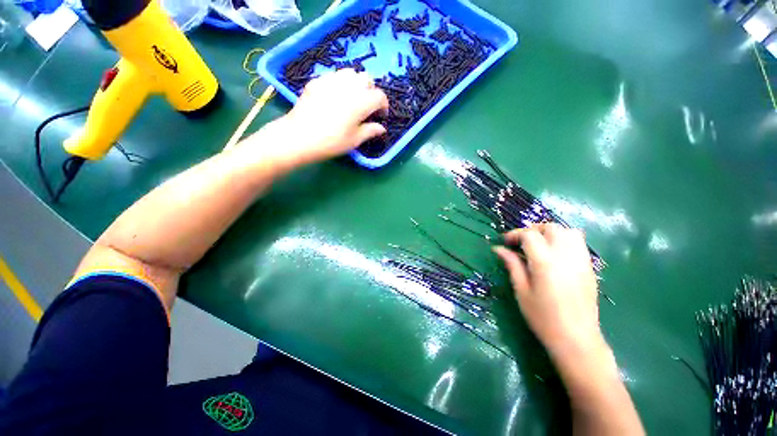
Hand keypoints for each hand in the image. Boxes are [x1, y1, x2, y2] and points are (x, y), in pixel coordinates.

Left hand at [244, 69, 388, 169]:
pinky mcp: (317, 81)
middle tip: (367, 106)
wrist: (299, 137)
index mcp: (361, 102)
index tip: (381, 116)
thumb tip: (382, 128)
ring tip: (352, 98)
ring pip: (351, 73)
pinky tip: (336, 96)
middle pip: (366, 79)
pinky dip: (341, 83)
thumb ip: (370, 131)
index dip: (383, 105)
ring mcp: (331, 80)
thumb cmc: (331, 142)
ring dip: (356, 83)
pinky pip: (334, 75)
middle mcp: (349, 86)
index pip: (379, 96)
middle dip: (371, 91)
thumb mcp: (354, 140)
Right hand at [493, 224, 606, 359]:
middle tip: (520, 242)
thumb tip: (498, 249)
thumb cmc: (543, 317)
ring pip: (568, 231)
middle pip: (550, 228)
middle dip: (532, 230)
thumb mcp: (521, 290)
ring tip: (538, 244)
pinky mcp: (589, 268)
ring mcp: (581, 261)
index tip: (504, 242)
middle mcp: (566, 256)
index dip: (514, 234)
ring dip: (550, 232)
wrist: (577, 340)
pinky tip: (554, 254)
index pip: (529, 235)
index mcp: (545, 262)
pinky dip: (564, 240)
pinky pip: (578, 243)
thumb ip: (512, 265)